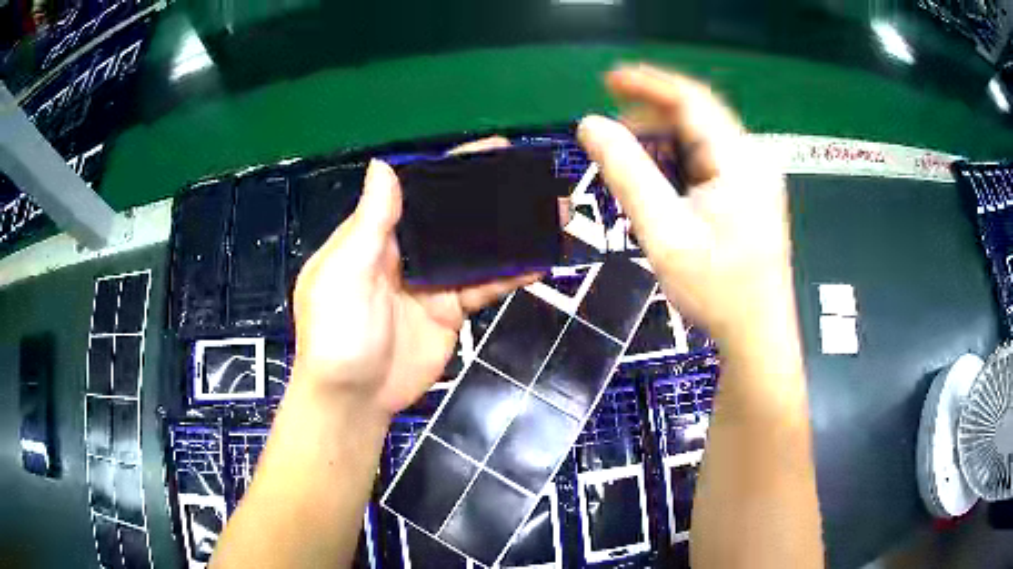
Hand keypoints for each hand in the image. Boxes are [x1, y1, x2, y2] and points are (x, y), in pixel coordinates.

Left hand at [291, 138, 537, 416]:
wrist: (354, 398)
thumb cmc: (337, 332)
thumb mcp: (344, 272)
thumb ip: (371, 222)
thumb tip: (383, 165)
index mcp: (376, 235)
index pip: (419, 192)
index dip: (454, 170)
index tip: (493, 152)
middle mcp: (407, 252)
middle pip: (454, 217)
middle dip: (493, 198)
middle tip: (536, 182)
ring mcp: (432, 282)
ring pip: (475, 249)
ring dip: (510, 233)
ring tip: (551, 214)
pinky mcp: (450, 311)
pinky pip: (484, 286)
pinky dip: (511, 274)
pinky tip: (540, 261)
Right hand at [577, 64, 793, 346]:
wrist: (757, 335)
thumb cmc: (716, 290)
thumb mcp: (664, 233)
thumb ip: (626, 173)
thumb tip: (590, 125)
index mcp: (740, 160)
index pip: (692, 99)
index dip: (648, 83)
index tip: (608, 80)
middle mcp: (754, 159)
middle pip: (699, 116)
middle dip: (652, 115)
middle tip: (611, 131)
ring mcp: (757, 177)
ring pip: (704, 138)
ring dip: (665, 139)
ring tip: (630, 156)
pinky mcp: (752, 194)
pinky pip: (712, 160)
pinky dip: (681, 160)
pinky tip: (662, 180)